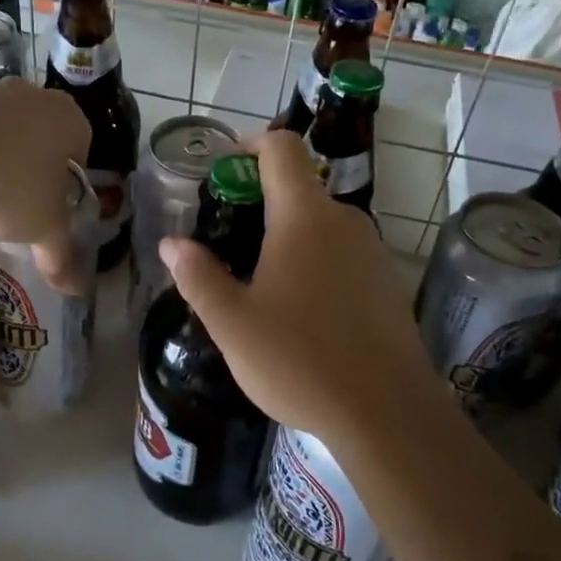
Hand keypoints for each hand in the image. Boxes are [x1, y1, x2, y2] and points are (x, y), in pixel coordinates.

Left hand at [0, 77, 91, 292]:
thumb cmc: (12, 191)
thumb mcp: (44, 229)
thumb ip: (62, 254)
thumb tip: (76, 290)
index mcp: (68, 118)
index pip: (79, 148)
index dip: (66, 180)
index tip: (51, 204)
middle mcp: (32, 95)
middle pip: (39, 135)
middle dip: (31, 165)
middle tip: (19, 202)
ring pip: (0, 130)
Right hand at [158, 131, 440, 447]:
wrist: (388, 415)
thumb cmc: (301, 361)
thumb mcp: (233, 324)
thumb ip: (198, 277)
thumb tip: (172, 244)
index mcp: (304, 217)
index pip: (282, 148)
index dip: (251, 145)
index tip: (226, 171)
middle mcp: (344, 221)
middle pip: (299, 187)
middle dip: (261, 203)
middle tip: (229, 244)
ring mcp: (373, 251)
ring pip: (321, 224)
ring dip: (288, 237)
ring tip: (260, 285)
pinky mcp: (387, 282)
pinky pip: (342, 253)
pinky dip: (316, 262)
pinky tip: (302, 312)